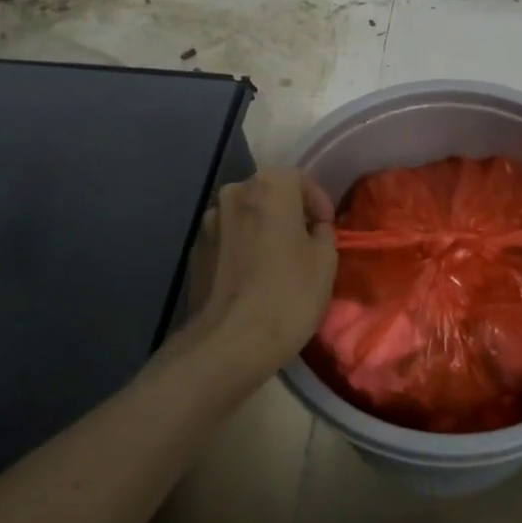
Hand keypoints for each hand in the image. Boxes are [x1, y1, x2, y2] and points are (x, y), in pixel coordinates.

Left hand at [176, 168, 337, 384]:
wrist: (228, 343)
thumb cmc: (288, 294)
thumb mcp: (325, 261)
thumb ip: (322, 232)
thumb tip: (312, 230)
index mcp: (268, 187)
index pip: (299, 179)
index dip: (317, 202)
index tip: (326, 228)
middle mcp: (232, 194)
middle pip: (269, 194)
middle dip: (289, 212)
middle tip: (306, 243)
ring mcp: (208, 222)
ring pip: (246, 216)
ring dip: (263, 229)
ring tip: (278, 262)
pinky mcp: (195, 251)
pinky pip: (228, 239)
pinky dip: (243, 248)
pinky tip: (254, 278)